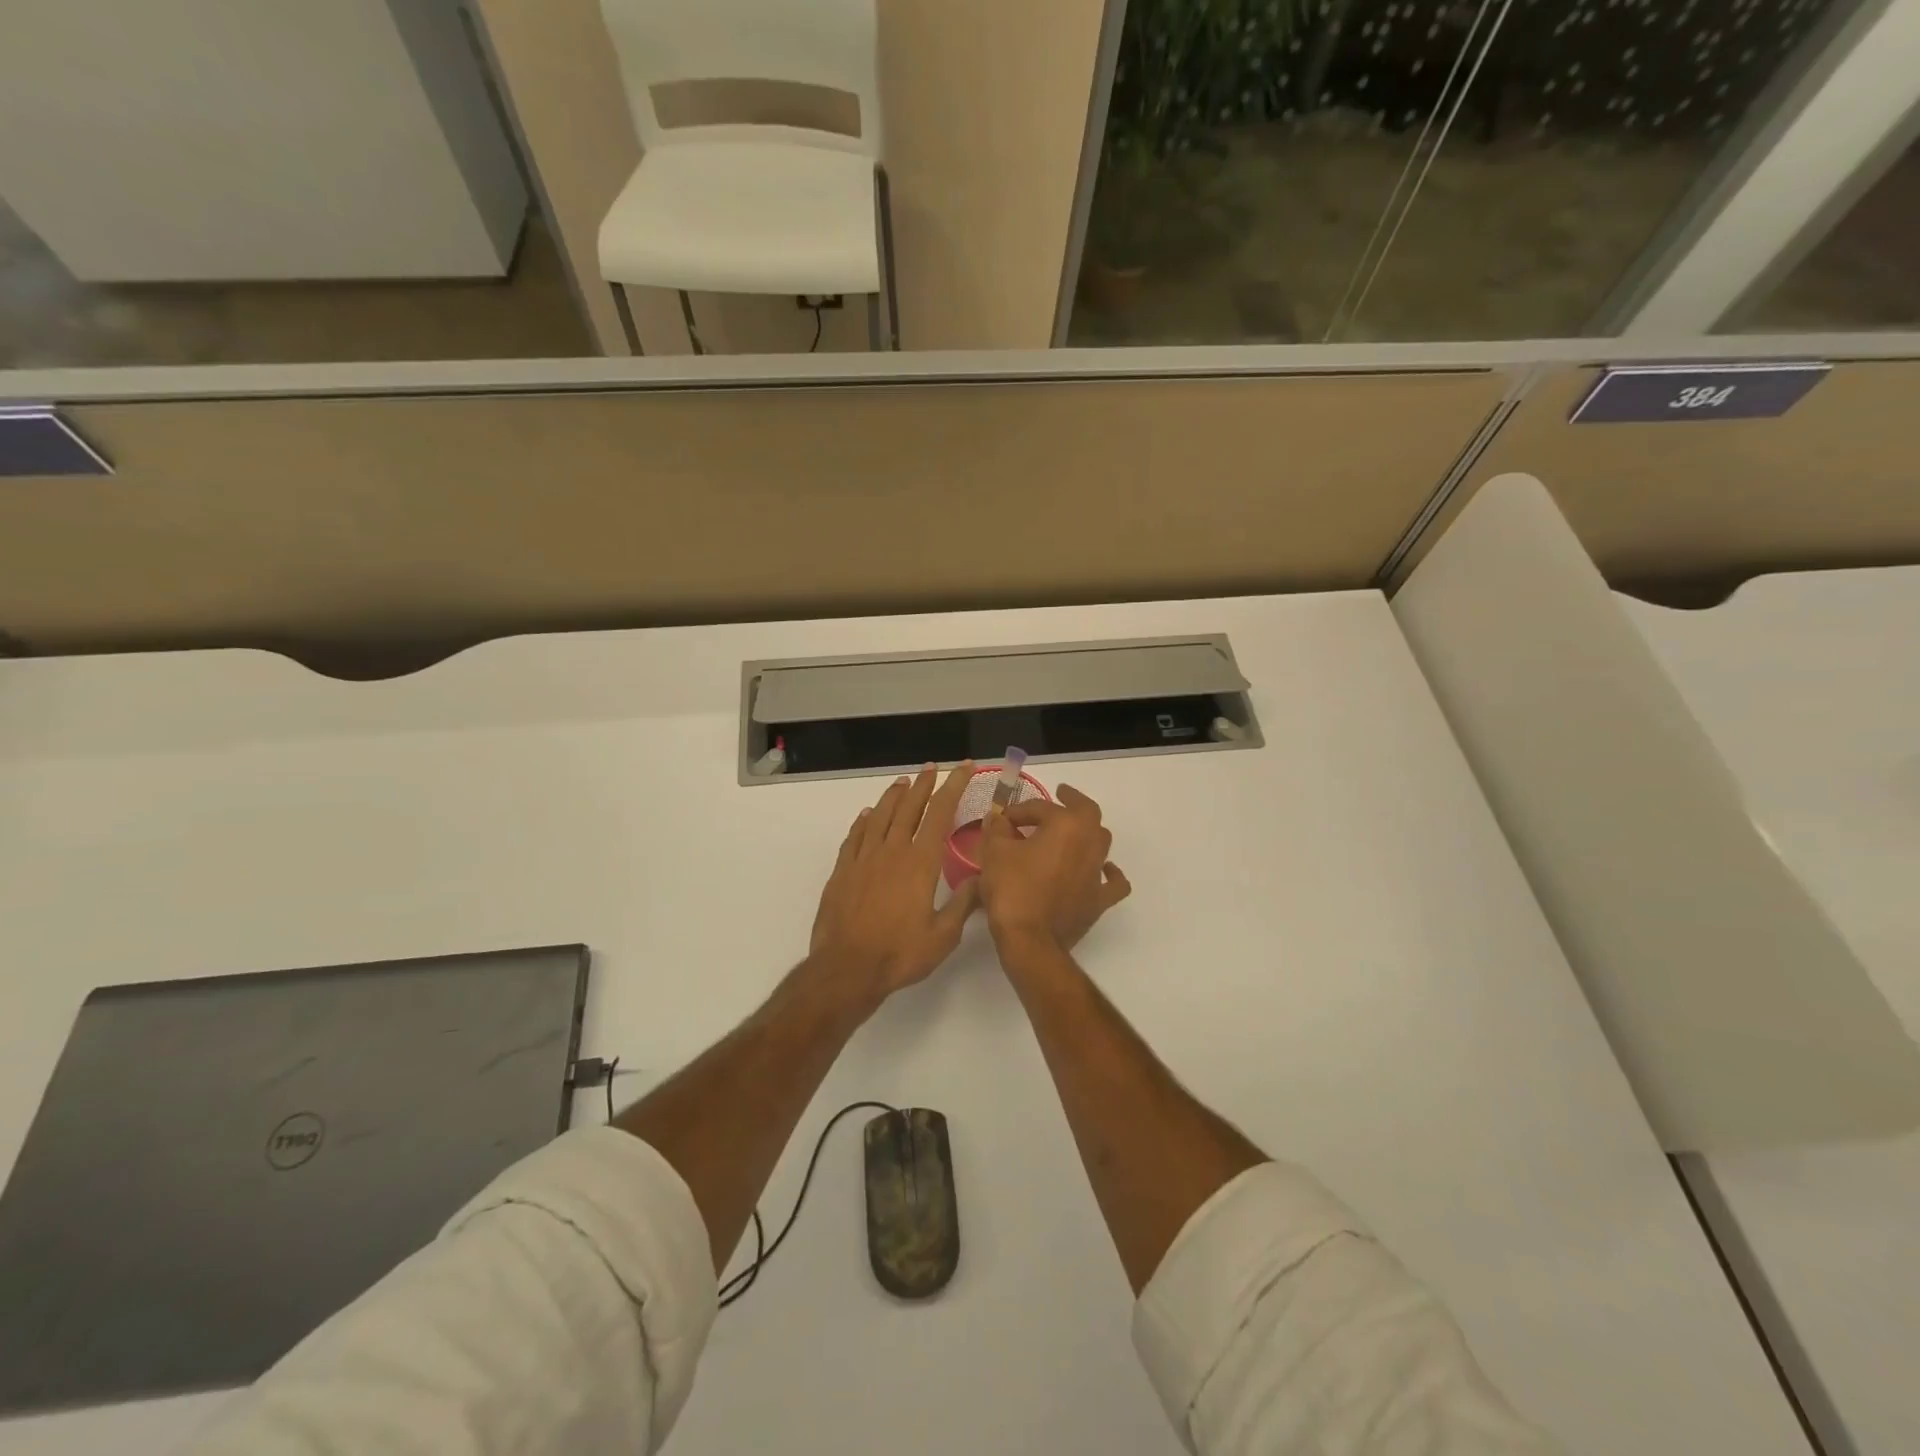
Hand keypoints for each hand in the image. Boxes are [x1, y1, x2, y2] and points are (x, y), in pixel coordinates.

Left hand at [808, 762, 979, 1010]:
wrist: (846, 969)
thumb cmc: (899, 954)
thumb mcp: (943, 936)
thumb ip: (963, 904)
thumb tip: (982, 878)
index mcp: (920, 863)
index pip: (940, 813)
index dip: (953, 786)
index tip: (964, 767)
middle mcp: (892, 851)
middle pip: (909, 807)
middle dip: (924, 785)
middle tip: (932, 768)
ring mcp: (863, 859)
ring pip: (880, 816)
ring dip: (893, 796)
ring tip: (903, 783)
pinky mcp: (842, 871)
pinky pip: (854, 837)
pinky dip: (863, 821)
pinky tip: (867, 815)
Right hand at [977, 784, 1130, 956]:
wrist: (1031, 940)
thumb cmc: (1012, 890)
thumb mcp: (994, 852)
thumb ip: (997, 829)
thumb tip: (999, 819)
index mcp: (1066, 825)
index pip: (1040, 808)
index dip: (1019, 811)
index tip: (1002, 819)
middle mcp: (1089, 842)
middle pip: (1086, 813)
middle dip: (1071, 801)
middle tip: (1060, 795)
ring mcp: (1098, 872)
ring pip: (1101, 840)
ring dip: (1087, 832)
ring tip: (1071, 831)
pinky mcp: (1099, 899)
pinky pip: (1113, 881)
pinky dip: (1110, 872)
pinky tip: (1104, 869)